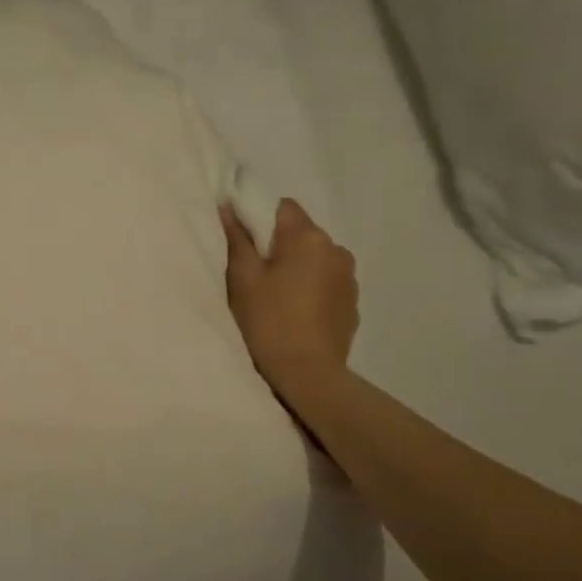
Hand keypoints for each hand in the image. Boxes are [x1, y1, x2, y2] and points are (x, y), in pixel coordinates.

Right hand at [221, 198, 358, 397]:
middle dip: (280, 246)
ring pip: (316, 258)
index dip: (261, 219)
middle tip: (257, 276)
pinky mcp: (352, 302)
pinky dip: (311, 288)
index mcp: (308, 237)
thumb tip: (228, 206)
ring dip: (298, 268)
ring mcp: (349, 277)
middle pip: (301, 233)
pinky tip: (296, 313)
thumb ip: (237, 239)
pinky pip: (327, 282)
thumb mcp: (243, 279)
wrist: (308, 374)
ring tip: (278, 297)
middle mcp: (336, 249)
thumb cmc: (269, 321)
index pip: (283, 207)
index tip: (245, 245)